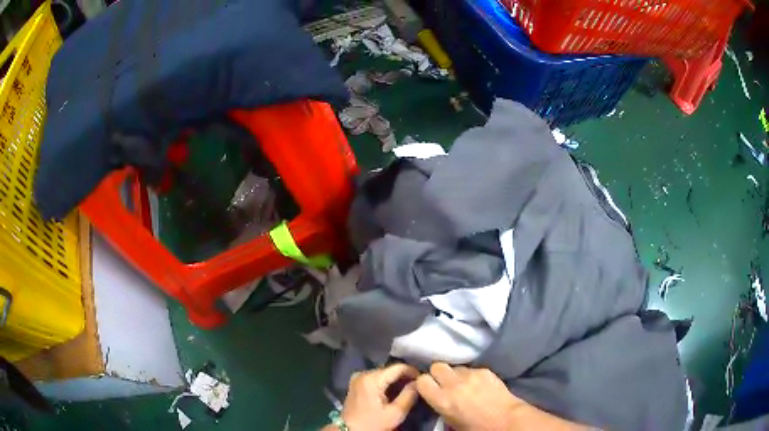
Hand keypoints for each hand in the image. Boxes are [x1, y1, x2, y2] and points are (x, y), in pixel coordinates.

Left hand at [338, 363, 419, 430]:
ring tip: (410, 390)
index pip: (398, 367)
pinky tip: (395, 392)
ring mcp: (358, 378)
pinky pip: (376, 378)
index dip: (414, 372)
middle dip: (405, 377)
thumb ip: (409, 395)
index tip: (424, 380)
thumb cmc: (372, 423)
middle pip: (390, 370)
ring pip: (384, 374)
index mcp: (372, 378)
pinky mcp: (357, 383)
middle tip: (418, 387)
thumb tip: (419, 382)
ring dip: (397, 381)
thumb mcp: (395, 413)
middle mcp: (363, 373)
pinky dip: (387, 384)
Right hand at [416, 363, 589, 430]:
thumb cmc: (476, 427)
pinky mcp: (485, 370)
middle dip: (439, 373)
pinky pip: (472, 369)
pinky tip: (479, 384)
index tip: (429, 388)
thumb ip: (440, 405)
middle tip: (445, 383)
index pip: (422, 380)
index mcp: (443, 400)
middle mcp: (454, 384)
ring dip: (456, 374)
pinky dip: (472, 375)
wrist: (506, 420)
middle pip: (437, 366)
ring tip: (464, 384)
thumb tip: (437, 397)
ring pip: (456, 367)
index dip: (425, 383)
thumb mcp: (451, 421)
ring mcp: (471, 375)